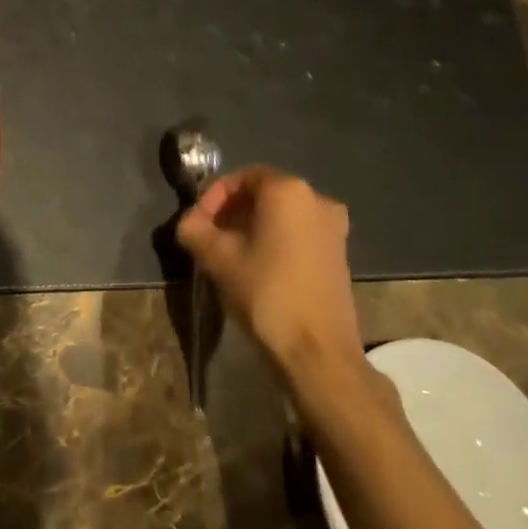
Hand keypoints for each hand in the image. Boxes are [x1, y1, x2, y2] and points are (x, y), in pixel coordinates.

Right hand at [175, 166, 366, 394]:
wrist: (317, 351)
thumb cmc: (265, 292)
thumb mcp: (216, 258)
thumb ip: (194, 229)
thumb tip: (188, 223)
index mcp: (288, 191)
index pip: (242, 177)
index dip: (213, 195)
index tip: (197, 221)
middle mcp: (317, 200)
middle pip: (263, 194)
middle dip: (231, 211)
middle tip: (208, 236)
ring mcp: (334, 228)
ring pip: (281, 215)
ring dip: (250, 227)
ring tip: (226, 253)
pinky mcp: (339, 254)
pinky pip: (297, 233)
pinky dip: (273, 240)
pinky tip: (254, 266)